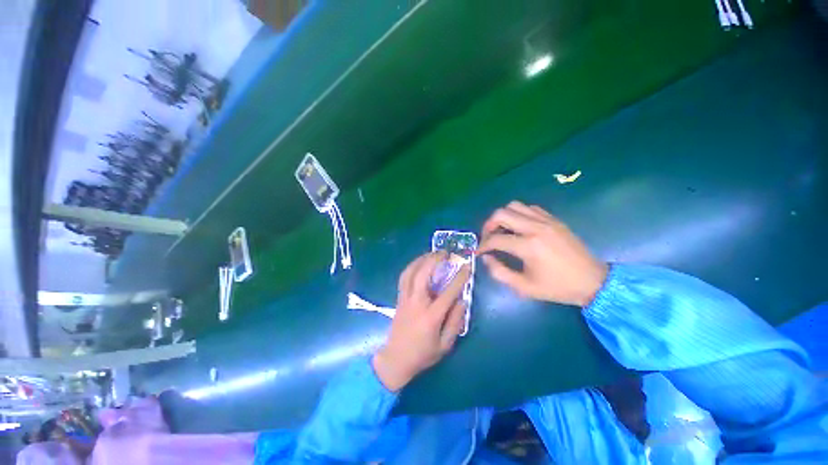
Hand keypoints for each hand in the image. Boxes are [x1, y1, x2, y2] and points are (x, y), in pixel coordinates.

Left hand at [372, 252, 469, 391]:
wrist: (396, 359)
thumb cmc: (423, 354)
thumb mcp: (445, 345)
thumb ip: (455, 322)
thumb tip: (462, 301)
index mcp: (431, 316)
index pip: (448, 293)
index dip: (459, 278)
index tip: (466, 266)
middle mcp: (416, 303)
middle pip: (423, 274)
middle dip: (434, 260)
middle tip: (445, 253)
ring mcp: (405, 298)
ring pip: (410, 272)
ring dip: (421, 259)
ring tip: (432, 253)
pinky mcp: (399, 298)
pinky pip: (404, 277)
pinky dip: (411, 266)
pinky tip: (419, 263)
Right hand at [478, 201, 607, 306]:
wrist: (593, 281)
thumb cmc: (557, 287)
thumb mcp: (524, 287)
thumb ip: (499, 272)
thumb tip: (486, 258)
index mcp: (528, 246)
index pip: (496, 239)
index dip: (483, 245)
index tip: (479, 251)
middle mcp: (535, 228)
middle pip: (501, 214)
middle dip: (488, 225)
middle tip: (488, 238)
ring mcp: (546, 221)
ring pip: (514, 206)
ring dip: (503, 217)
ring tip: (502, 230)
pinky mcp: (554, 219)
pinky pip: (529, 208)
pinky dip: (518, 214)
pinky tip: (519, 227)